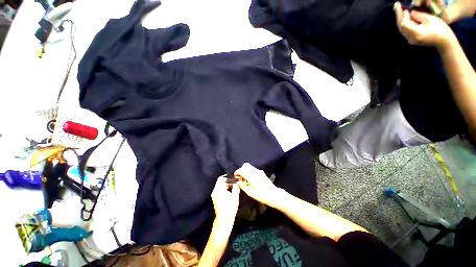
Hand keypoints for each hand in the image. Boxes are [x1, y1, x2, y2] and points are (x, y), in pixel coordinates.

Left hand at [211, 176, 239, 224]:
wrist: (224, 220)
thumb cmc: (230, 209)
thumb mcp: (235, 197)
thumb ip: (236, 188)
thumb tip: (236, 183)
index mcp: (219, 190)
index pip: (221, 178)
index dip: (228, 177)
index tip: (233, 178)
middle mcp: (215, 191)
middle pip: (220, 181)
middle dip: (228, 181)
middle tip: (234, 183)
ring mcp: (214, 195)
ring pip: (220, 185)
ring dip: (226, 185)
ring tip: (233, 187)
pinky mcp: (215, 198)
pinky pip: (219, 189)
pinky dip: (224, 188)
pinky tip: (229, 192)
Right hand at [235, 163, 282, 207]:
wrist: (274, 194)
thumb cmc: (262, 196)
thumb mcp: (251, 193)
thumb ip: (243, 186)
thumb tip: (238, 182)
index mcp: (252, 177)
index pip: (242, 170)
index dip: (237, 172)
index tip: (235, 177)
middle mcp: (255, 172)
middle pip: (245, 165)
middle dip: (241, 170)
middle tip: (240, 177)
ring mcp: (259, 171)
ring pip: (249, 166)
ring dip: (245, 170)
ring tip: (245, 179)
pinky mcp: (261, 172)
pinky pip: (253, 169)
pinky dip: (249, 171)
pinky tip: (251, 179)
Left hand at [394, 2, 455, 50]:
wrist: (444, 41)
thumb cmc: (440, 29)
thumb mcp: (430, 19)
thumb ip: (419, 16)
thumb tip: (410, 12)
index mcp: (417, 33)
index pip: (404, 24)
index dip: (403, 16)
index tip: (404, 8)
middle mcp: (411, 38)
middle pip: (401, 26)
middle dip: (398, 16)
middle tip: (396, 6)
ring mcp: (411, 40)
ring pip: (402, 29)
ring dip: (400, 19)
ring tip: (399, 9)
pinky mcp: (412, 40)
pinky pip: (405, 31)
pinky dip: (403, 23)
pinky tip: (404, 16)